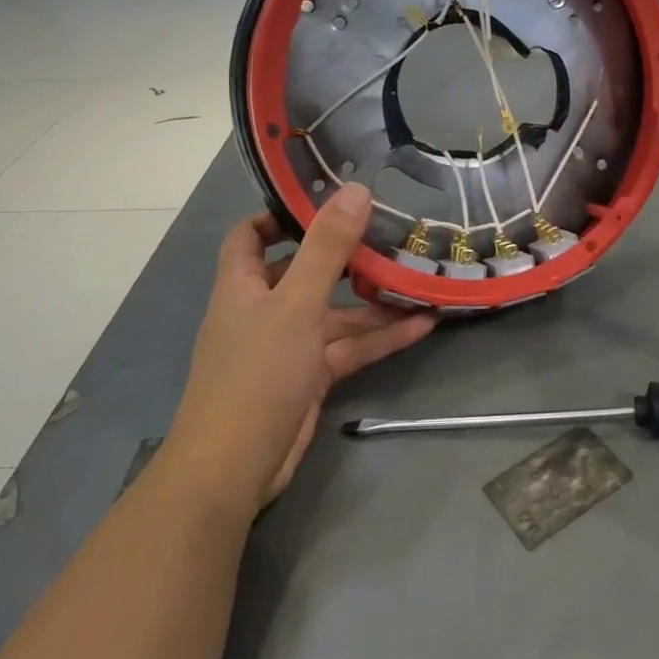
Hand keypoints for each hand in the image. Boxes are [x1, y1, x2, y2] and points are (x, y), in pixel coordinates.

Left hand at [166, 185, 435, 514]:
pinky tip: (423, 325)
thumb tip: (354, 190)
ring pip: (335, 313)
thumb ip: (326, 248)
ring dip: (373, 300)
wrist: (235, 467)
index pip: (251, 235)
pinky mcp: (310, 378)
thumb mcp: (296, 304)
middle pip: (304, 271)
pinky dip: (382, 337)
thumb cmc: (257, 373)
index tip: (326, 200)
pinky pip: (349, 348)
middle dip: (345, 256)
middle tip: (390, 234)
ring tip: (419, 278)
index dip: (281, 215)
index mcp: (243, 285)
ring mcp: (288, 346)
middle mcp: (263, 310)